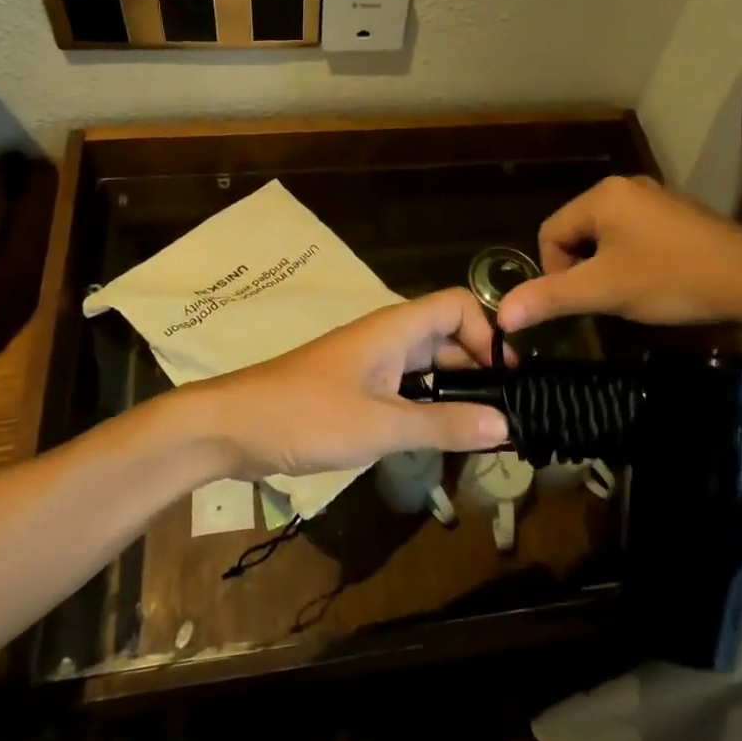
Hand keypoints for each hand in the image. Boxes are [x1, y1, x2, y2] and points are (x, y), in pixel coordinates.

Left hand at [187, 289, 511, 477]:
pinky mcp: (356, 387)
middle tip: (507, 410)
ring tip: (483, 427)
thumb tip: (506, 423)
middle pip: (447, 335)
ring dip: (455, 387)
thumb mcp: (381, 426)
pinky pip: (406, 386)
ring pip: (427, 363)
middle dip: (479, 366)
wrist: (233, 426)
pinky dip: (428, 403)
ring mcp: (370, 362)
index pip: (458, 306)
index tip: (508, 378)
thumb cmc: (307, 416)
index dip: (489, 333)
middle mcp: (387, 337)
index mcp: (396, 329)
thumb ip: (443, 424)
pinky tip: (438, 434)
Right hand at [495, 174, 741, 334]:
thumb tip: (501, 315)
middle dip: (584, 269)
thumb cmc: (672, 279)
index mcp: (603, 195)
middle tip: (608, 299)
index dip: (556, 272)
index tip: (586, 299)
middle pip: (577, 232)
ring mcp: (656, 198)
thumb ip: (549, 298)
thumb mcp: (604, 291)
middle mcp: (626, 187)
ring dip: (608, 267)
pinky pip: (635, 235)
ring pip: (606, 236)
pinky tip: (657, 281)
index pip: (550, 232)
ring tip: (633, 293)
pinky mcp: (678, 215)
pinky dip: (634, 260)